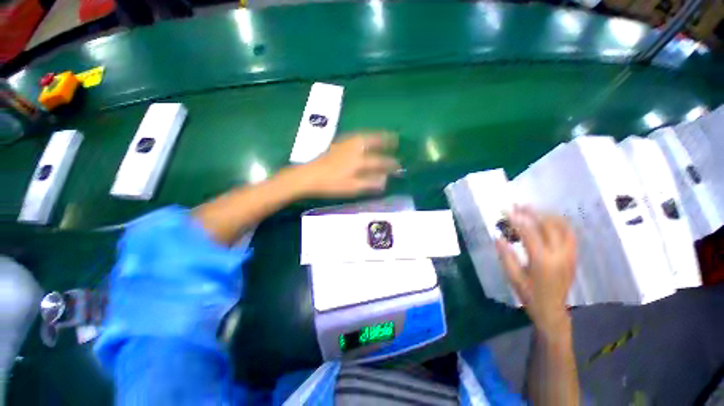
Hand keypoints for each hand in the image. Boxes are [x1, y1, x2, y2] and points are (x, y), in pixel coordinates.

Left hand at [296, 133, 399, 196]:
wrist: (309, 176)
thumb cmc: (331, 184)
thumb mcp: (351, 188)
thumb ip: (369, 184)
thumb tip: (385, 180)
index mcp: (359, 161)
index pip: (380, 161)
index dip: (391, 163)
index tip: (399, 165)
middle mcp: (354, 148)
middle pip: (374, 141)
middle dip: (386, 139)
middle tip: (396, 139)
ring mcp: (345, 144)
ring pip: (365, 136)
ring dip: (376, 135)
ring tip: (385, 135)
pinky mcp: (338, 143)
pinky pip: (356, 135)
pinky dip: (365, 135)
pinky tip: (365, 137)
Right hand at [495, 206, 575, 335]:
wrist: (552, 310)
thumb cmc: (529, 295)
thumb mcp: (513, 277)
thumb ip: (506, 256)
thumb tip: (498, 237)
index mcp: (542, 261)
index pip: (530, 233)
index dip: (518, 220)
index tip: (508, 210)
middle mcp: (559, 255)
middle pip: (549, 226)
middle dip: (533, 213)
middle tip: (520, 205)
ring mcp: (569, 255)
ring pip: (563, 228)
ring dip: (548, 215)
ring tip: (534, 209)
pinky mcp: (573, 257)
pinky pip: (570, 235)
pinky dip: (560, 224)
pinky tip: (550, 220)